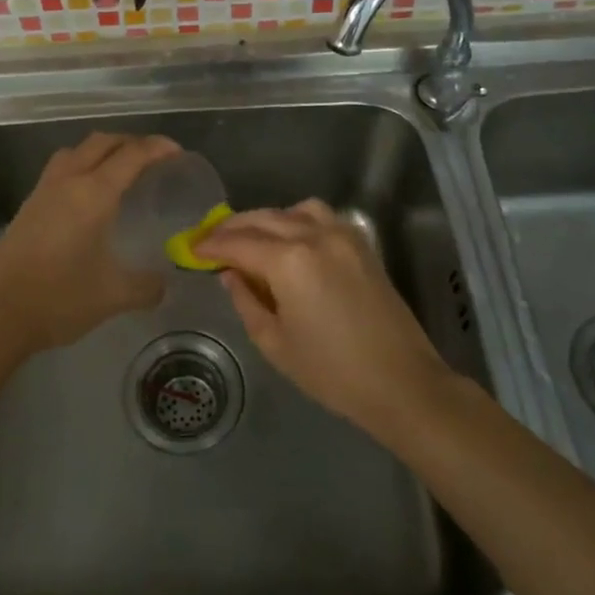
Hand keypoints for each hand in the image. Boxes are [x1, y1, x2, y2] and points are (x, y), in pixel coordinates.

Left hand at [0, 131, 181, 359]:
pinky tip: (87, 195)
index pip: (131, 155)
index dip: (157, 148)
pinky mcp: (28, 205)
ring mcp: (43, 191)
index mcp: (93, 193)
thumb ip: (146, 287)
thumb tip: (164, 284)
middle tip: (153, 157)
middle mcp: (68, 181)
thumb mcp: (113, 295)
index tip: (177, 152)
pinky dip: (81, 165)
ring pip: (76, 150)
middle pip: (102, 142)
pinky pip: (60, 168)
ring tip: (119, 169)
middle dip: (130, 141)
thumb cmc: (60, 298)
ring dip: (101, 149)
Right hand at [196, 200, 450, 437]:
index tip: (192, 249)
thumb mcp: (275, 343)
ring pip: (292, 210)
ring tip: (251, 239)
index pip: (238, 243)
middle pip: (262, 219)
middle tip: (211, 241)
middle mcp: (314, 236)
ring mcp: (342, 235)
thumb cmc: (332, 372)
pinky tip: (290, 240)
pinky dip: (297, 219)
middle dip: (232, 228)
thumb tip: (230, 274)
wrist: (402, 383)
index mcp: (289, 261)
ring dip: (266, 219)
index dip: (211, 246)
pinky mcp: (361, 243)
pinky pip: (321, 216)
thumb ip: (246, 301)